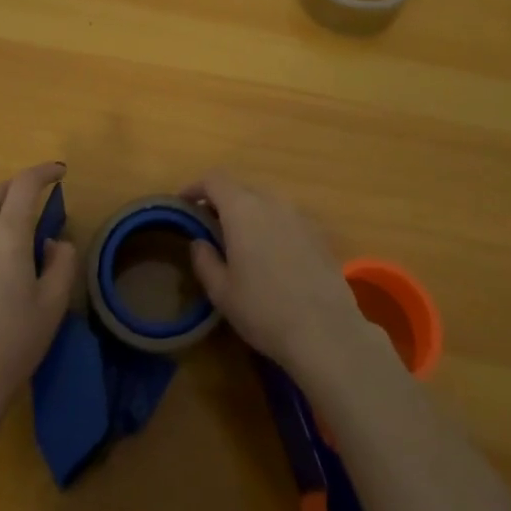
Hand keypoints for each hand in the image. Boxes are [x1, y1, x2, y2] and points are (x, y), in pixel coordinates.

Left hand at [0, 161, 77, 430]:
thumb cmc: (13, 344)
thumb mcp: (53, 305)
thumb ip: (60, 262)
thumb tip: (51, 243)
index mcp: (5, 236)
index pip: (24, 184)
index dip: (43, 172)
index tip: (58, 172)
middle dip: (16, 191)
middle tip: (34, 203)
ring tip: (8, 264)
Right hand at [184, 172, 376, 383]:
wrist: (325, 330)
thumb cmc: (264, 310)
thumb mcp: (222, 292)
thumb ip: (204, 260)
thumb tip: (200, 242)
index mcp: (243, 209)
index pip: (214, 180)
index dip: (196, 187)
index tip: (185, 204)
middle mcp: (272, 202)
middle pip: (241, 187)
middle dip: (222, 200)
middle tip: (210, 225)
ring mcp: (298, 215)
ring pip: (266, 200)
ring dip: (248, 211)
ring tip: (240, 239)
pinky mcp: (317, 232)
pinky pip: (286, 216)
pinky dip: (271, 224)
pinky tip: (271, 254)